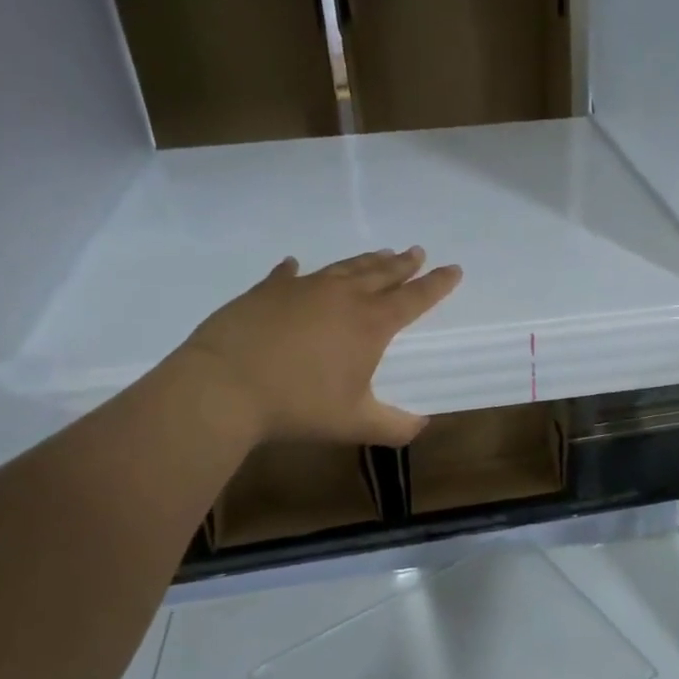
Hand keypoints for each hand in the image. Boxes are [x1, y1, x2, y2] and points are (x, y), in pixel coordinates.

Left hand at [175, 247, 461, 446]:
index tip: (454, 268)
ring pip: (343, 268)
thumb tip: (422, 425)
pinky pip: (287, 275)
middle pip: (381, 274)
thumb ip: (395, 427)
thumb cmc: (299, 406)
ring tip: (380, 253)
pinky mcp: (266, 291)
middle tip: (417, 251)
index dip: (437, 284)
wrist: (225, 387)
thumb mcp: (355, 424)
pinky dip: (296, 270)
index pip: (414, 298)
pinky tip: (295, 264)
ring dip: (365, 261)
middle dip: (403, 264)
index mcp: (370, 324)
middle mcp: (341, 297)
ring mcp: (302, 288)